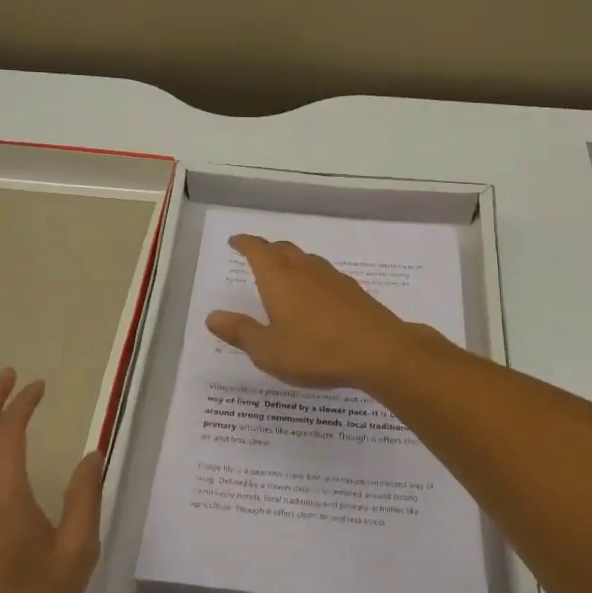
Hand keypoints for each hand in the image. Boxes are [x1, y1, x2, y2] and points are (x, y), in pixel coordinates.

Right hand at [205, 234, 431, 389]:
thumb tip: (212, 316)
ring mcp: (333, 278)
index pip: (258, 250)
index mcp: (279, 278)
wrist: (379, 351)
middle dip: (268, 250)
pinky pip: (325, 276)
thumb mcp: (269, 350)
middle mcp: (305, 270)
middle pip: (283, 250)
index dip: (245, 243)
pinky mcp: (353, 291)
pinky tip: (316, 297)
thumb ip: (240, 332)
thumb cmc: (315, 351)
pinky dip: (313, 278)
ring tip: (285, 275)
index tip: (235, 241)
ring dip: (292, 262)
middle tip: (257, 256)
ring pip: (307, 260)